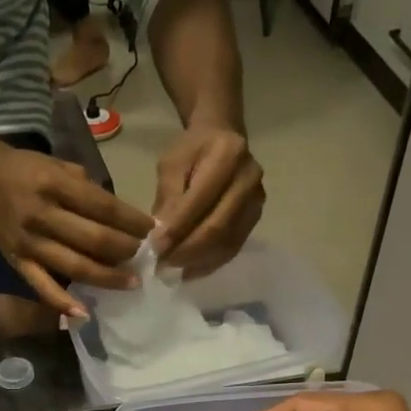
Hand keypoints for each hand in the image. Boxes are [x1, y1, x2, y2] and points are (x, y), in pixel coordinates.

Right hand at [0, 143, 155, 318]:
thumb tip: (123, 219)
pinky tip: (84, 313)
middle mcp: (43, 215)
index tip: (152, 230)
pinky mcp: (18, 262)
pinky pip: (43, 287)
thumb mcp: (61, 166)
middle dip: (125, 250)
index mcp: (56, 185)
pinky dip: (63, 303)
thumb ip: (90, 190)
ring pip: (76, 266)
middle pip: (94, 239)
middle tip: (145, 257)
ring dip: (108, 277)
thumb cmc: (29, 170)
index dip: (132, 222)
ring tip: (131, 282)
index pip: (104, 207)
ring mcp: (30, 243)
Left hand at [151, 122, 264, 277]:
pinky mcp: (255, 219)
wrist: (222, 140)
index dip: (177, 227)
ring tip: (172, 270)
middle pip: (217, 226)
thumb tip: (161, 238)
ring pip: (226, 242)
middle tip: (162, 264)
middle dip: (186, 250)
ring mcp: (256, 201)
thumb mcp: (172, 165)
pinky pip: (232, 249)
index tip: (155, 247)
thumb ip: (168, 199)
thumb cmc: (192, 151)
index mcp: (228, 154)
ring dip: (196, 261)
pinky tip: (188, 269)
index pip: (201, 200)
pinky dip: (208, 263)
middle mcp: (249, 178)